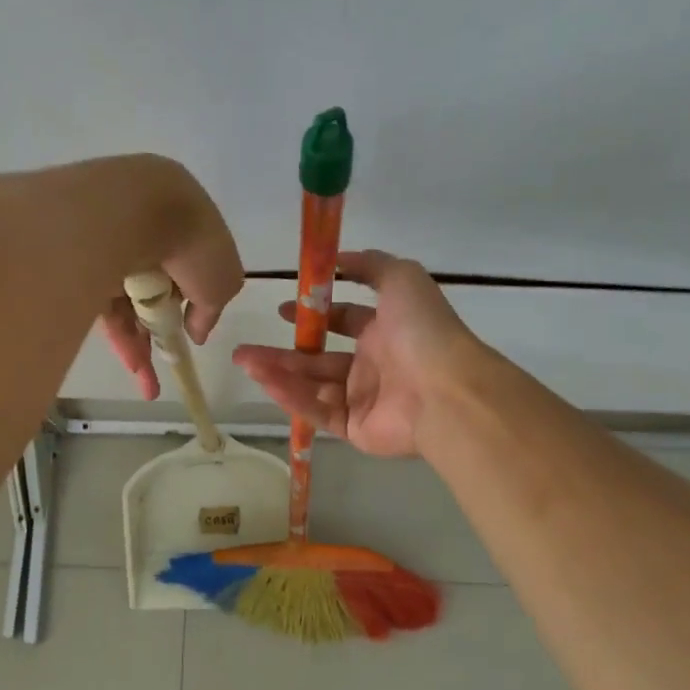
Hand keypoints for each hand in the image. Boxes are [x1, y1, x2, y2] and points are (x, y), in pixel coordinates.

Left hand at [91, 156, 244, 399]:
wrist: (130, 212)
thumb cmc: (192, 243)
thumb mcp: (223, 282)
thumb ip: (211, 311)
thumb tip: (196, 332)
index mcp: (183, 228)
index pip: (187, 272)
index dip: (191, 305)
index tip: (192, 331)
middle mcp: (145, 237)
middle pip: (154, 293)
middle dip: (160, 333)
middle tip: (168, 366)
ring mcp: (110, 253)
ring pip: (127, 306)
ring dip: (140, 347)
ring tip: (148, 387)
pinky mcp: (81, 272)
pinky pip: (104, 311)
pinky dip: (120, 341)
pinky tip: (134, 369)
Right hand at [232, 249, 473, 456]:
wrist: (446, 391)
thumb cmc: (423, 330)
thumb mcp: (402, 278)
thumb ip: (369, 265)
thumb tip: (336, 260)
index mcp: (385, 331)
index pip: (344, 322)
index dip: (314, 315)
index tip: (284, 310)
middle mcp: (373, 365)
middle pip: (319, 358)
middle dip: (283, 352)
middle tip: (247, 348)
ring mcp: (363, 399)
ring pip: (312, 385)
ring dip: (277, 372)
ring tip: (244, 361)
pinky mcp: (355, 429)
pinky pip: (317, 411)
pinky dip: (291, 396)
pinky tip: (265, 381)